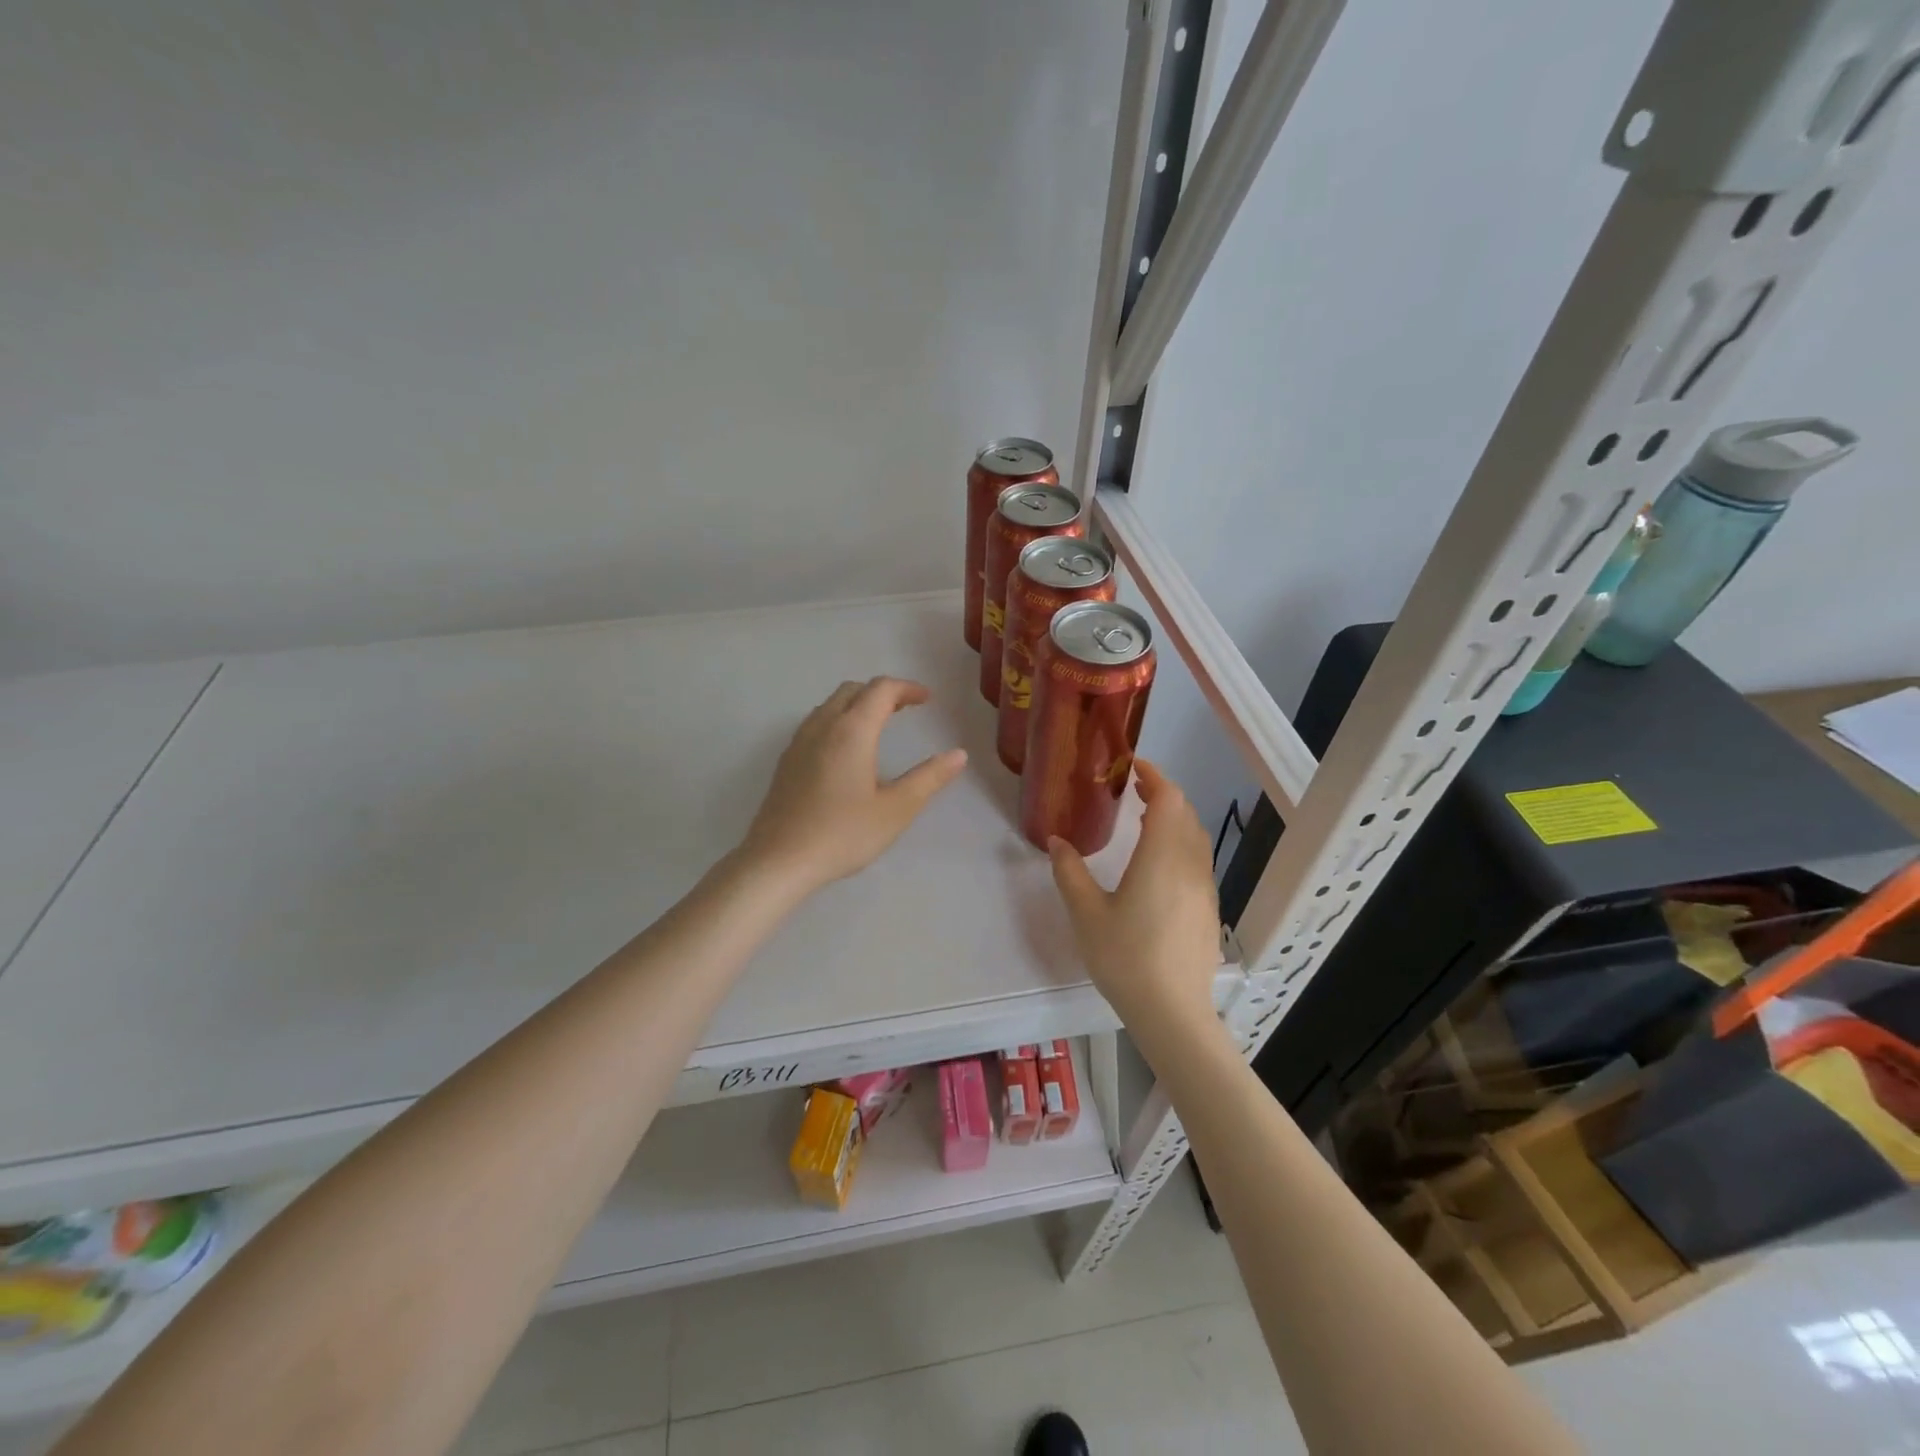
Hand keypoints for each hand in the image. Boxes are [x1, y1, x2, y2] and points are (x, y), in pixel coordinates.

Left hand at [741, 677, 967, 895]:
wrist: (778, 861)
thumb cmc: (842, 834)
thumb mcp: (896, 809)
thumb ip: (929, 778)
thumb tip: (958, 755)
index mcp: (852, 731)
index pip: (881, 690)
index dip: (907, 688)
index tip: (928, 699)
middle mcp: (822, 726)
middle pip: (853, 690)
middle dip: (882, 692)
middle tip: (906, 709)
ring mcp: (799, 742)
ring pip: (831, 705)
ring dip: (858, 704)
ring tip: (879, 725)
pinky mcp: (786, 761)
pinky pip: (816, 723)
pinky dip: (839, 720)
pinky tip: (846, 751)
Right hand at [1049, 760, 1220, 1029]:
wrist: (1173, 1013)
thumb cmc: (1125, 958)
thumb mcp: (1086, 913)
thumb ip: (1070, 872)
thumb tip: (1056, 841)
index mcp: (1162, 857)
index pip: (1169, 799)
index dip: (1154, 776)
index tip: (1131, 766)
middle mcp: (1190, 865)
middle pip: (1185, 814)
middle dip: (1162, 794)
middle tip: (1132, 789)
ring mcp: (1204, 888)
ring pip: (1195, 837)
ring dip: (1173, 819)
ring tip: (1143, 820)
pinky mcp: (1208, 909)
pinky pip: (1197, 860)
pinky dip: (1180, 844)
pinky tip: (1157, 864)